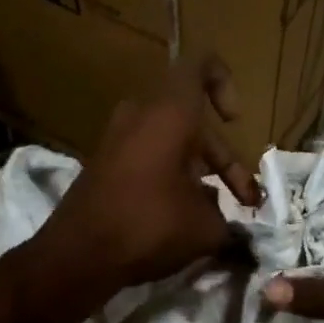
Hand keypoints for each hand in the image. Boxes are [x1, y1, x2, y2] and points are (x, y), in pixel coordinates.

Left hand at [40, 58, 261, 292]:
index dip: (225, 85)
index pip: (200, 67)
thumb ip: (230, 220)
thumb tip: (237, 229)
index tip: (234, 121)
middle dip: (224, 161)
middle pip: (193, 122)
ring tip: (218, 215)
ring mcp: (116, 140)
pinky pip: (148, 160)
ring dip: (200, 174)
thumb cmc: (148, 227)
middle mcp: (140, 116)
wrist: (77, 255)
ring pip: (171, 144)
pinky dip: (170, 179)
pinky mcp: (103, 166)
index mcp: (169, 114)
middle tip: (246, 200)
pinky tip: (184, 218)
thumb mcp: (205, 229)